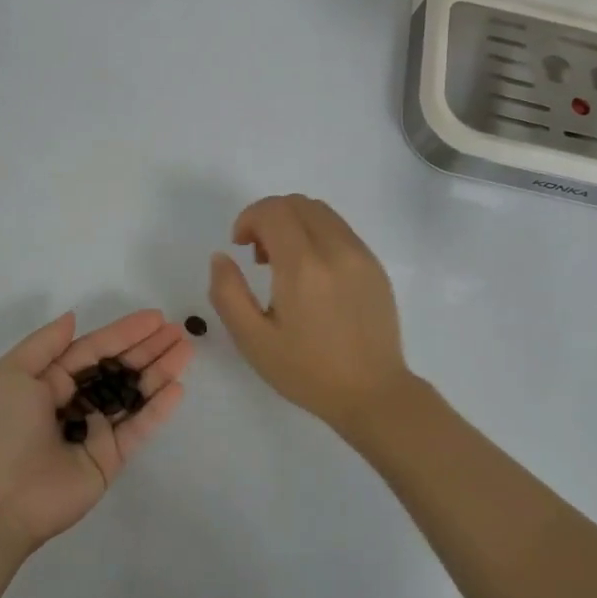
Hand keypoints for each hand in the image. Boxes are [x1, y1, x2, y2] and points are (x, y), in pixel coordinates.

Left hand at [0, 309, 193, 551]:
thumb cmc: (2, 428)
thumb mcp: (11, 373)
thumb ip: (45, 343)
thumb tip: (73, 317)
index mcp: (50, 380)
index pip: (94, 349)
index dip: (124, 332)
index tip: (155, 317)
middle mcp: (75, 402)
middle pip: (118, 369)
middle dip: (148, 349)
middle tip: (178, 331)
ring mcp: (94, 431)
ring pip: (133, 395)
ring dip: (159, 372)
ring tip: (186, 350)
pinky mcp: (109, 459)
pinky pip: (137, 428)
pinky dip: (157, 409)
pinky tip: (177, 388)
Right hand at [208, 194, 413, 438]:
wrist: (373, 394)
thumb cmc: (307, 372)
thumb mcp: (253, 340)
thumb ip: (227, 293)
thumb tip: (221, 256)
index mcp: (303, 267)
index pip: (273, 211)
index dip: (248, 219)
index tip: (239, 246)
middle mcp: (336, 250)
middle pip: (297, 203)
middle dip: (269, 217)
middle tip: (258, 255)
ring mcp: (361, 255)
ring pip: (321, 212)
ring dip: (293, 223)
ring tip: (283, 264)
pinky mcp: (375, 266)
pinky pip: (340, 230)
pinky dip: (316, 235)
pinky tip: (311, 275)